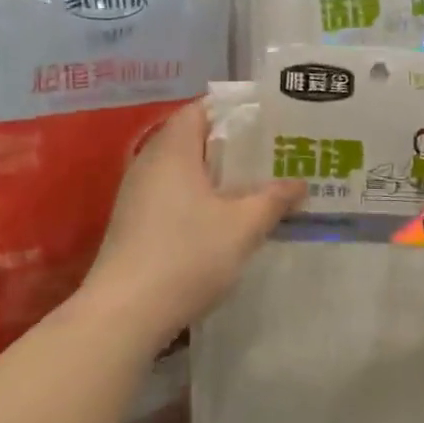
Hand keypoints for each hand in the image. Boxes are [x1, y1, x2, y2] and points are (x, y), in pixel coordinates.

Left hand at [83, 100, 304, 346]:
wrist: (124, 313)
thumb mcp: (243, 226)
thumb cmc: (187, 255)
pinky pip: (171, 195)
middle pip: (192, 139)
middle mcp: (149, 162)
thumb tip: (299, 183)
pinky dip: (198, 198)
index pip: (201, 109)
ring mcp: (136, 194)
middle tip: (270, 156)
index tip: (267, 123)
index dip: (234, 112)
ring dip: (215, 176)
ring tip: (253, 187)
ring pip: (182, 170)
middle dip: (231, 146)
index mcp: (173, 149)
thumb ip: (273, 199)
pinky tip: (222, 221)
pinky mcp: (133, 223)